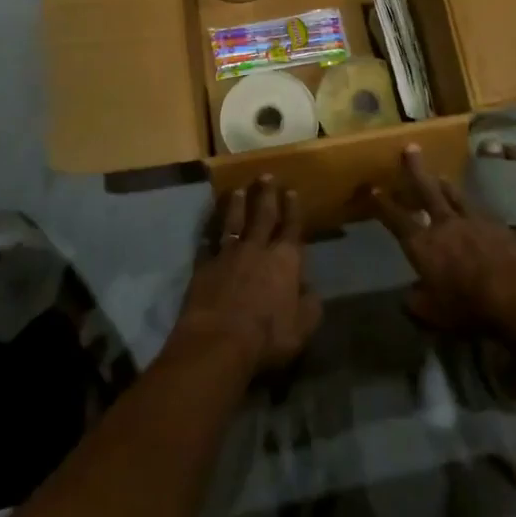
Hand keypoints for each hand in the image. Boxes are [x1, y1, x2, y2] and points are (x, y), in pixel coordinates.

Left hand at [170, 177, 321, 375]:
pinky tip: (208, 228)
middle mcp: (257, 248)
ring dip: (237, 205)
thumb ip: (310, 305)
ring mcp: (228, 254)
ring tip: (238, 190)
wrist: (219, 340)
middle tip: (265, 175)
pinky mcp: (204, 265)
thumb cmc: (267, 336)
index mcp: (285, 260)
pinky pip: (208, 243)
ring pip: (234, 222)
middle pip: (262, 215)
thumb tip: (311, 290)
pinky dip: (209, 234)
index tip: (291, 190)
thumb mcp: (302, 327)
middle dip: (265, 194)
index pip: (291, 227)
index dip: (292, 209)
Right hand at [365, 144, 515, 333]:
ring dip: (445, 184)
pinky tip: (474, 208)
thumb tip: (407, 296)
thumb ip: (417, 304)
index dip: (382, 203)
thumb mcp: (435, 315)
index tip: (372, 187)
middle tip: (410, 148)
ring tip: (440, 175)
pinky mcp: (496, 225)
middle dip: (415, 170)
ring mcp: (472, 221)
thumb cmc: (469, 306)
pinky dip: (470, 206)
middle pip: (426, 190)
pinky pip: (478, 209)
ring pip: (454, 195)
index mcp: (422, 245)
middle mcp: (443, 225)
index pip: (395, 219)